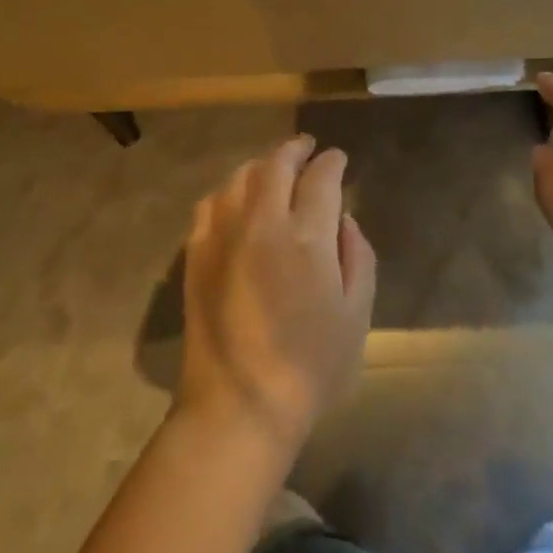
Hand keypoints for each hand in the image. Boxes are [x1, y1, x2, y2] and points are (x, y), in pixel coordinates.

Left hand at [177, 135, 377, 458]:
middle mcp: (262, 223)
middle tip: (308, 148)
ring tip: (275, 167)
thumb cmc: (310, 366)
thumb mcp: (356, 314)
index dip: (332, 162)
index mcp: (306, 237)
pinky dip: (230, 189)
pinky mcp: (196, 252)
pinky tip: (238, 196)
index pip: (321, 178)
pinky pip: (211, 202)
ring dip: (262, 164)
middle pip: (276, 165)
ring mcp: (222, 234)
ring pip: (241, 176)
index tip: (338, 159)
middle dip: (296, 149)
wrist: (238, 405)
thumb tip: (343, 219)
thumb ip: (356, 256)